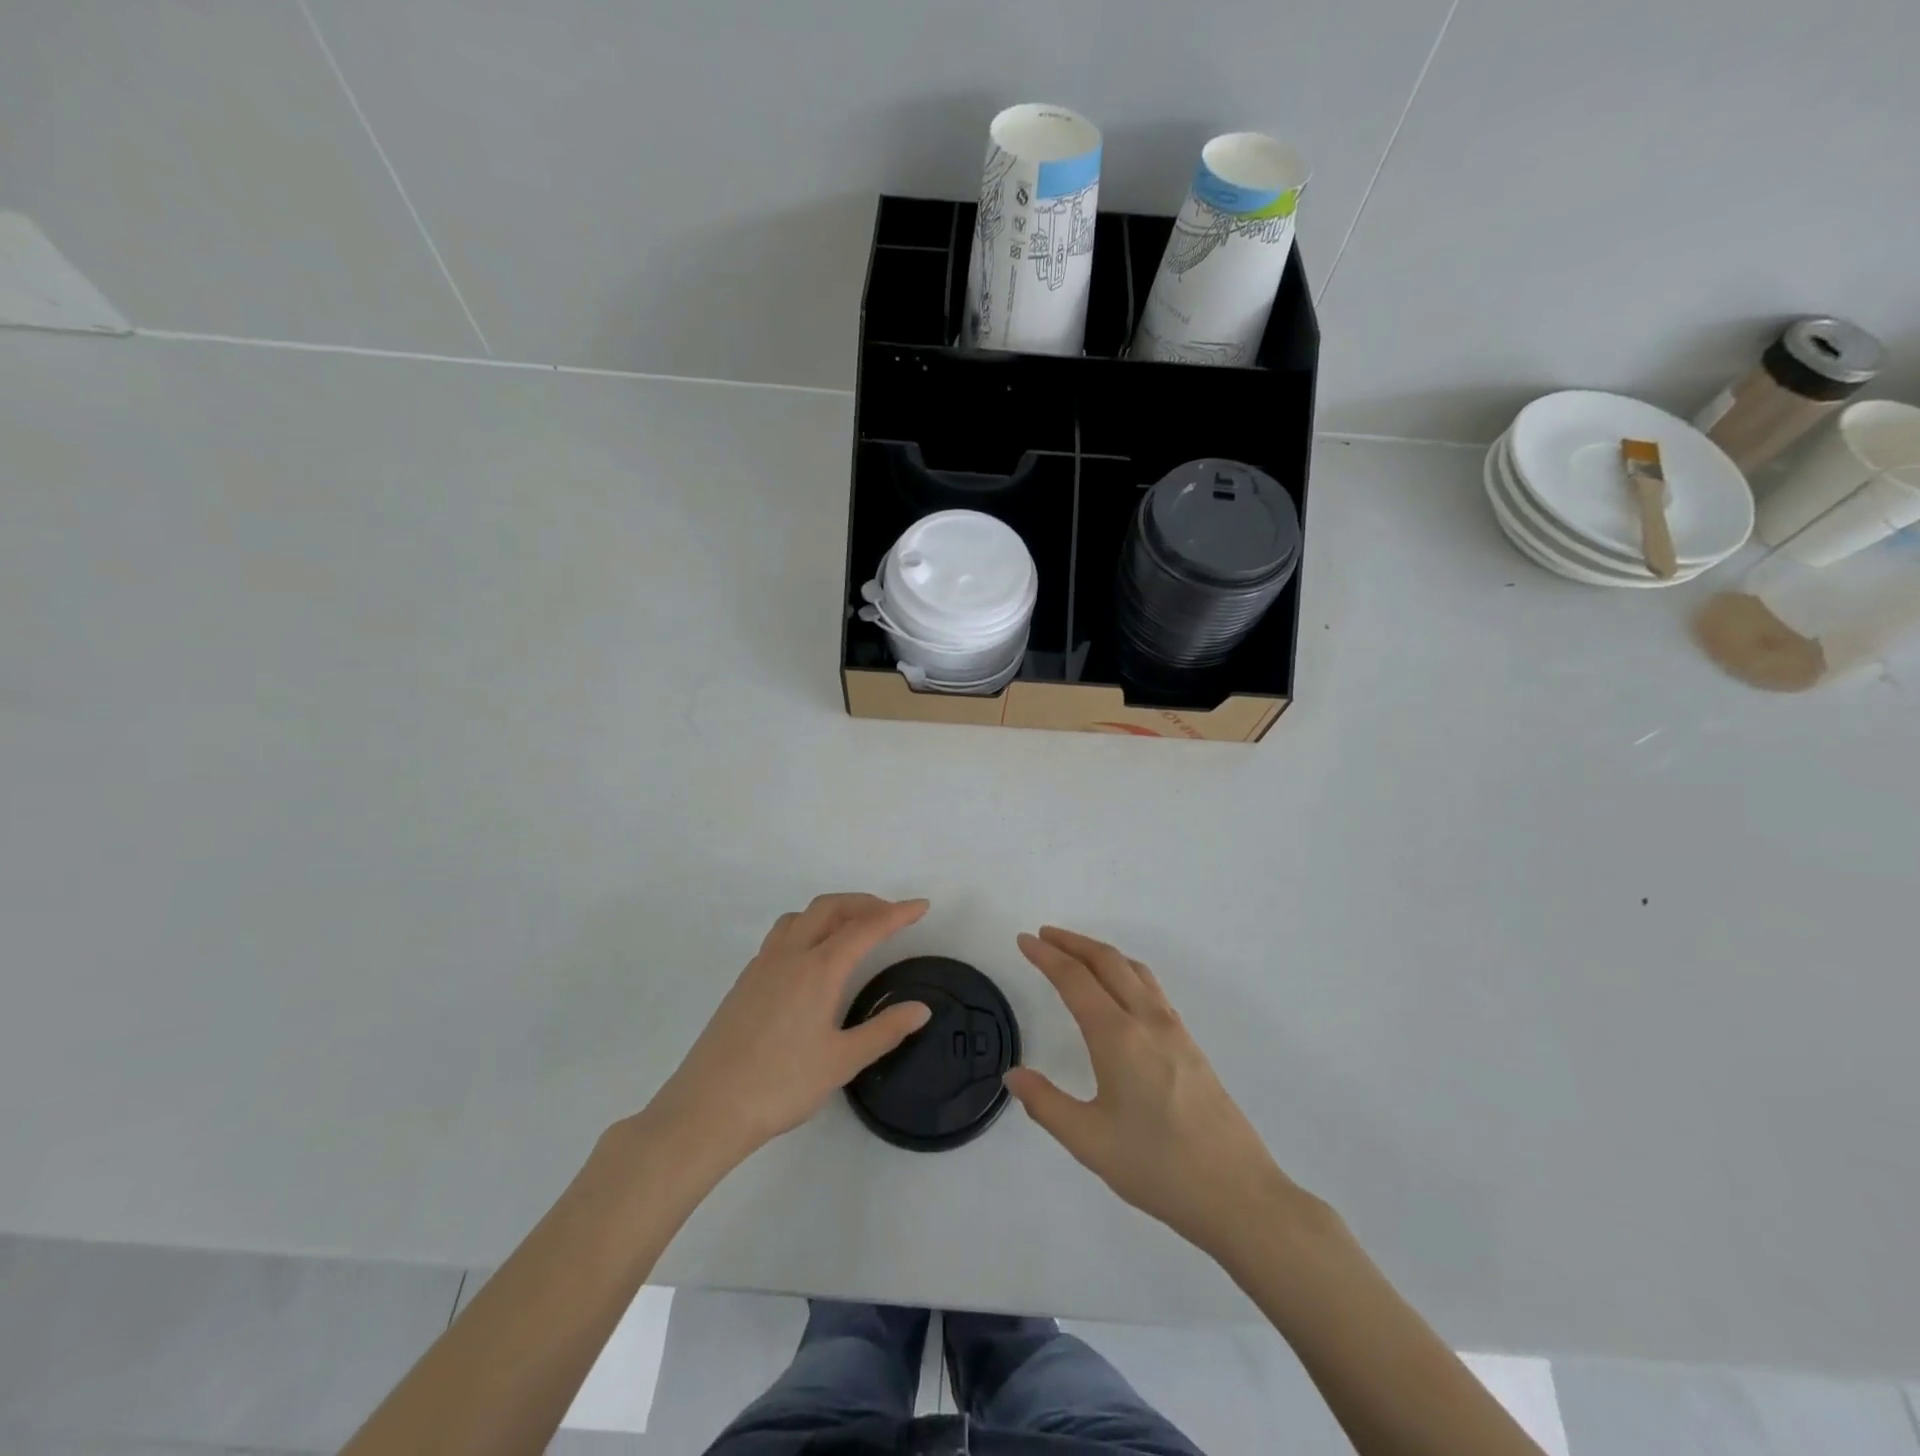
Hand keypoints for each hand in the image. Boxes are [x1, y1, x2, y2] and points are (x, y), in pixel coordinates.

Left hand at [643, 895, 931, 1165]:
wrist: (707, 1108)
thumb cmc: (780, 1085)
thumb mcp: (842, 1062)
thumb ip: (884, 1030)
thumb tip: (921, 1008)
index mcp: (818, 969)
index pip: (865, 928)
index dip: (897, 914)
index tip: (921, 906)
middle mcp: (790, 955)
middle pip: (830, 907)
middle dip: (864, 903)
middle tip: (891, 916)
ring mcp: (762, 965)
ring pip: (801, 917)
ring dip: (832, 911)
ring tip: (853, 929)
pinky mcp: (745, 981)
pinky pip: (782, 935)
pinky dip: (808, 928)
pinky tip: (812, 960)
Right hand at [1006, 927, 1309, 1257]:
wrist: (1237, 1193)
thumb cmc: (1158, 1167)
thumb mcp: (1090, 1142)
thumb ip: (1046, 1104)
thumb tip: (1014, 1075)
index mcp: (1118, 1036)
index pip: (1074, 979)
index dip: (1046, 955)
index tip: (1023, 940)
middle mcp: (1147, 1020)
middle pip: (1107, 961)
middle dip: (1072, 942)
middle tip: (1043, 935)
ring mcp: (1174, 1029)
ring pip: (1133, 969)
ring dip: (1100, 952)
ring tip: (1076, 953)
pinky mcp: (1190, 1044)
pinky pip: (1151, 987)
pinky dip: (1125, 970)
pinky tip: (1120, 990)